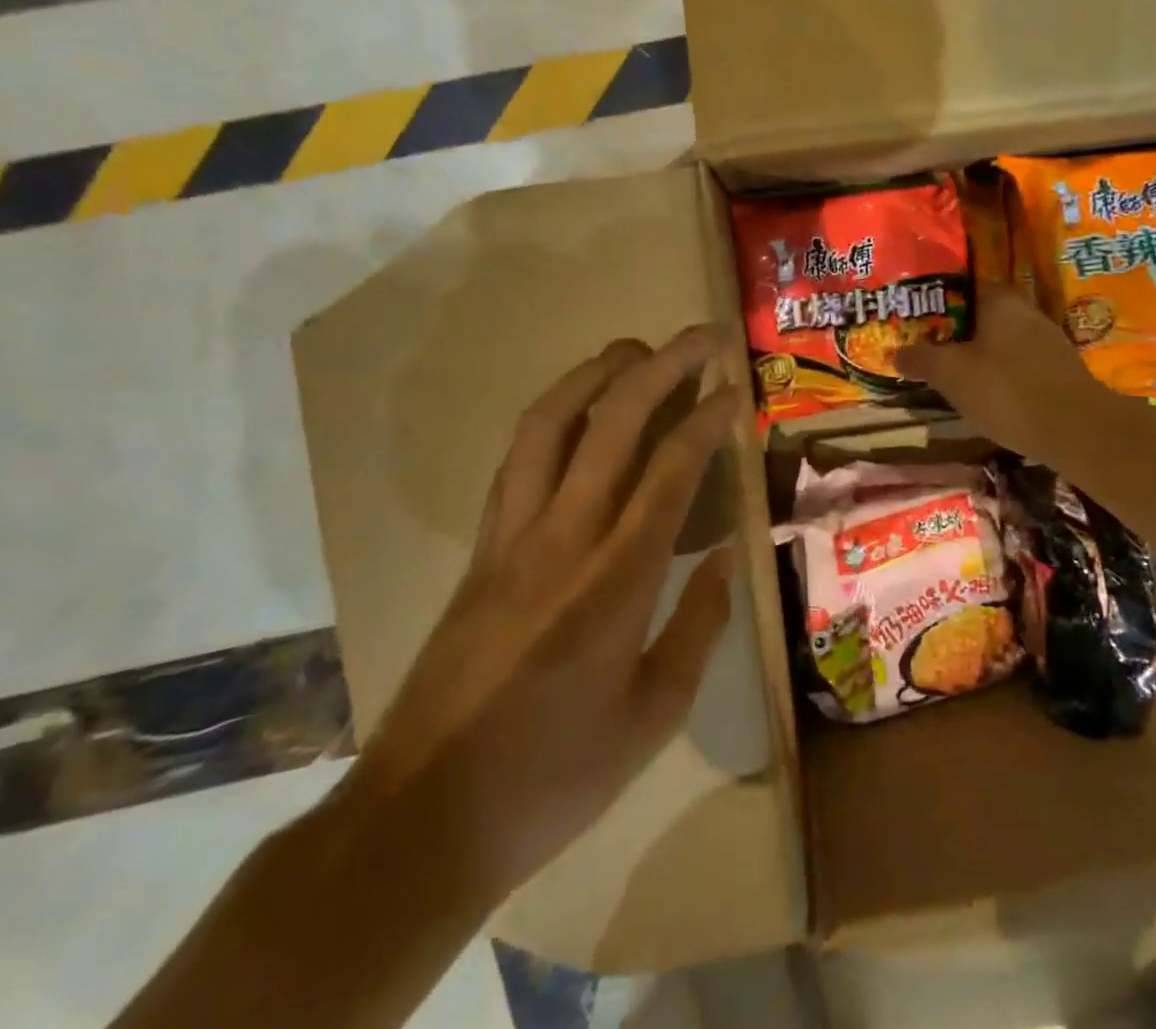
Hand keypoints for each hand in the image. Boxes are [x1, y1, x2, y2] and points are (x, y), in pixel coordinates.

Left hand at [340, 328, 742, 912]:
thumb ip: (698, 625)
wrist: (422, 818)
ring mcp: (511, 537)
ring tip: (634, 349)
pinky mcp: (481, 548)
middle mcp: (562, 538)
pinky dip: (552, 414)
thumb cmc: (554, 776)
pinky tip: (575, 408)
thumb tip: (728, 556)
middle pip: (612, 423)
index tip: (734, 387)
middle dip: (662, 366)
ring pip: (550, 424)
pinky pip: (516, 459)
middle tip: (700, 337)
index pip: (670, 470)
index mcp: (616, 581)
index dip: (706, 417)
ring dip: (595, 372)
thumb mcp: (653, 715)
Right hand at [900, 282, 1117, 468]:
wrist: (1076, 430)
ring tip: (957, 375)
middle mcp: (1028, 312)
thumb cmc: (1006, 390)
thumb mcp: (951, 375)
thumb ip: (922, 359)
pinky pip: (1023, 364)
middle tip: (933, 348)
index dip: (942, 300)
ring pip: (1005, 340)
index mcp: (1001, 301)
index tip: (921, 317)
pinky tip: (991, 396)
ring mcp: (1050, 341)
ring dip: (983, 354)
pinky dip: (1005, 374)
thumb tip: (897, 351)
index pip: (967, 285)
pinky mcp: (1062, 371)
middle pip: (986, 314)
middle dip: (961, 330)